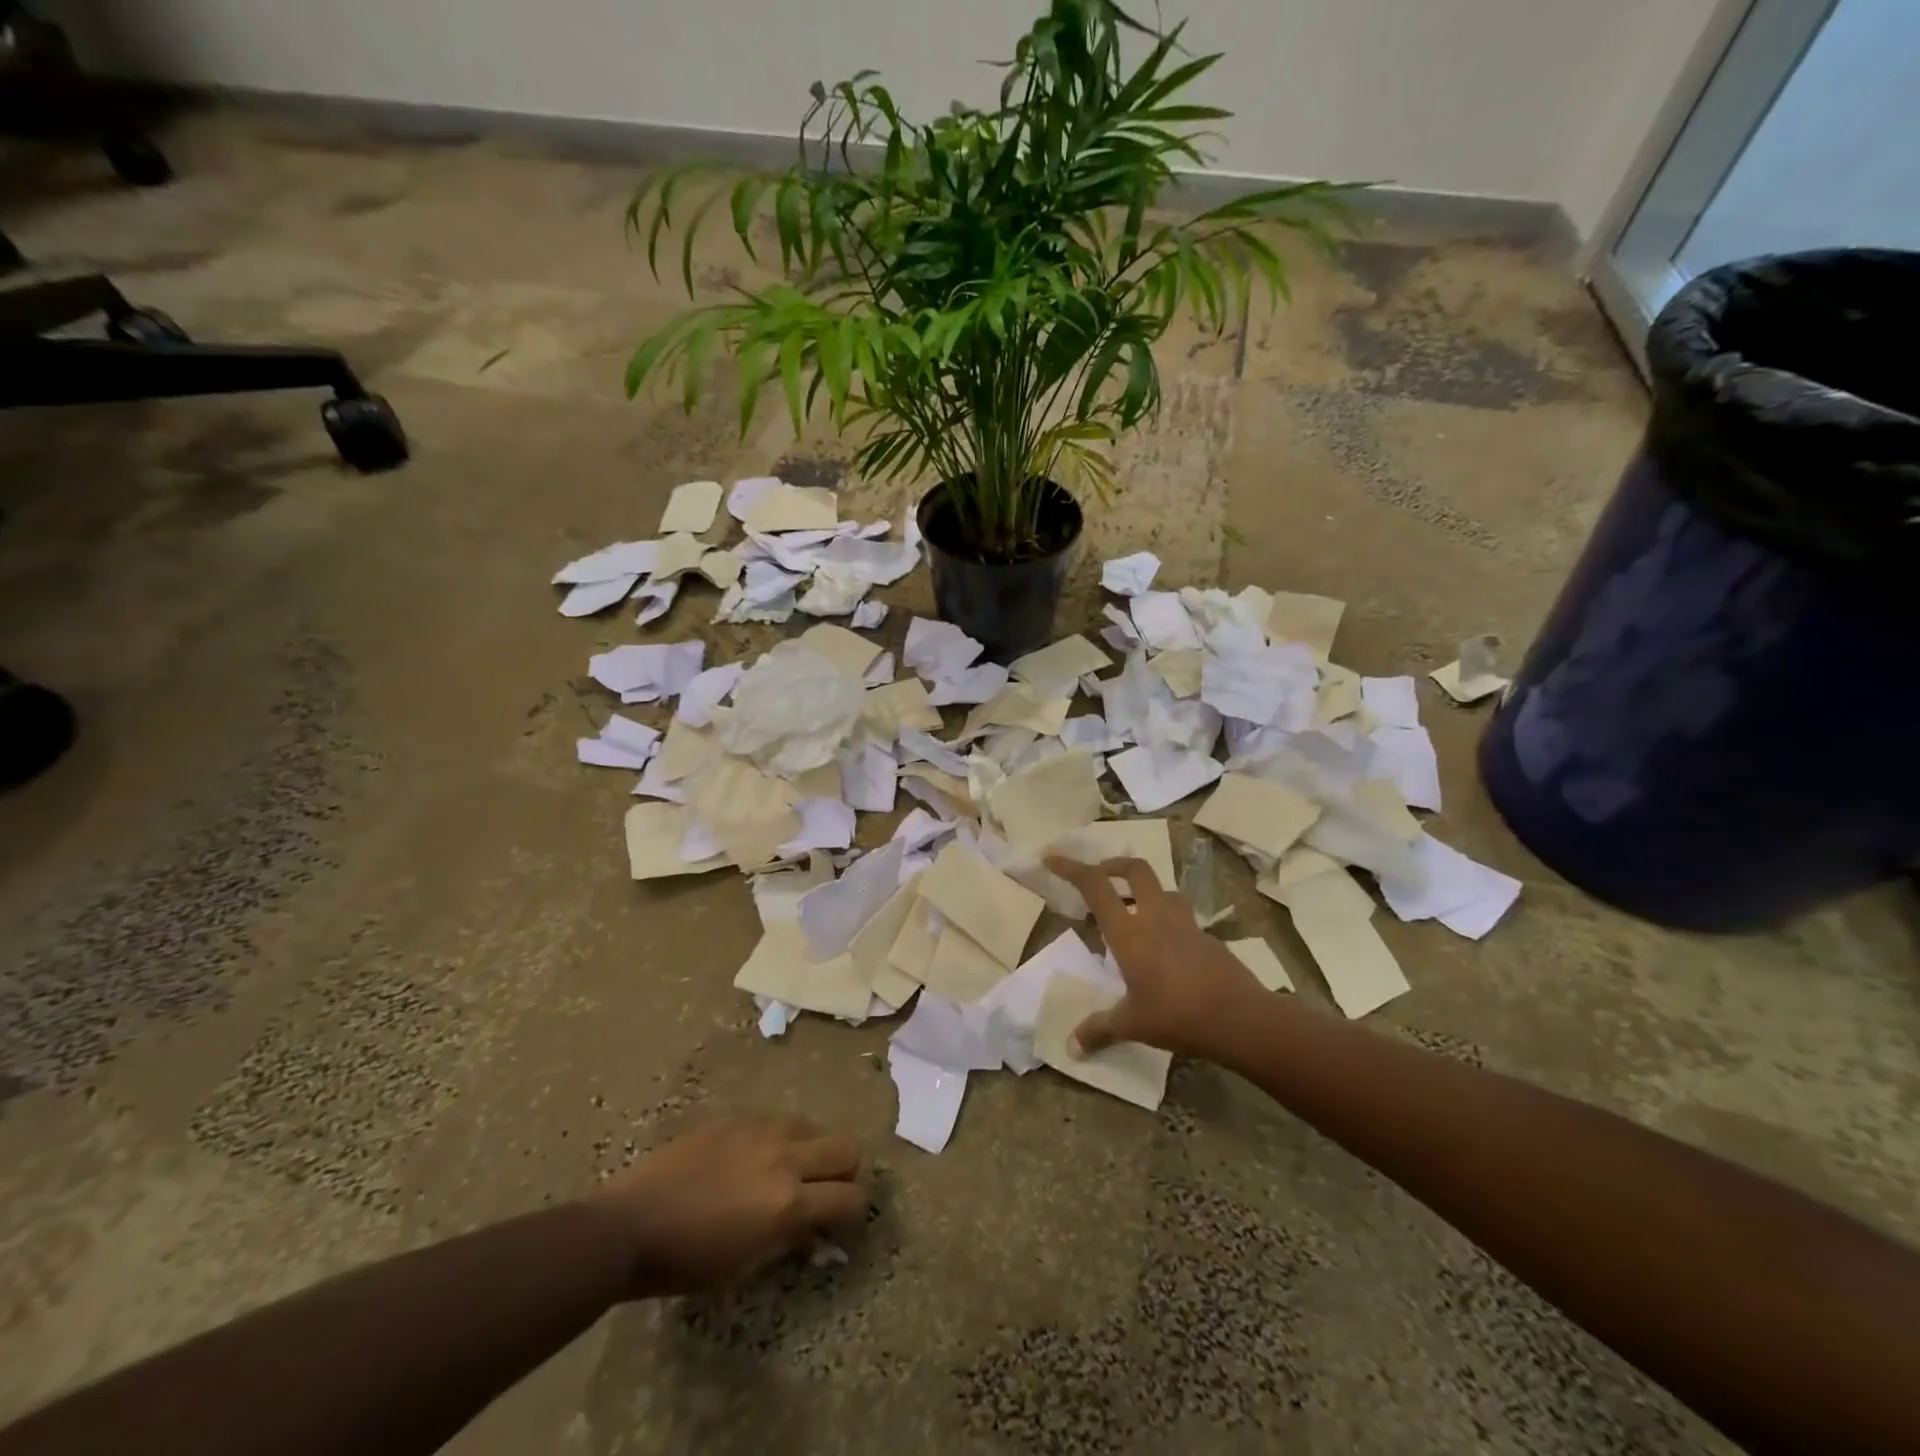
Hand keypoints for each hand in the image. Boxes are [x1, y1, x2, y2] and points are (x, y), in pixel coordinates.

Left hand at [591, 1116, 866, 1296]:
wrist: (628, 1225)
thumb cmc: (684, 1262)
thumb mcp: (743, 1267)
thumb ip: (787, 1241)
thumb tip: (814, 1231)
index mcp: (787, 1203)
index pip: (851, 1198)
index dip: (853, 1214)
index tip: (838, 1226)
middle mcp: (784, 1157)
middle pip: (847, 1147)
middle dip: (844, 1171)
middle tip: (823, 1192)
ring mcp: (760, 1130)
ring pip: (813, 1126)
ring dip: (811, 1150)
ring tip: (785, 1172)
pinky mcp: (736, 1117)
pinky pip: (775, 1122)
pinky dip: (778, 1140)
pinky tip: (751, 1161)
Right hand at [1046, 855, 1264, 1058]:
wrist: (1241, 1018)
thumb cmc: (1177, 1015)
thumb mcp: (1132, 1024)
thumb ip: (1099, 1029)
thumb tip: (1071, 1047)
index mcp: (1129, 932)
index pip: (1095, 886)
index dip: (1071, 867)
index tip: (1052, 858)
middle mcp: (1156, 917)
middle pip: (1135, 870)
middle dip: (1113, 866)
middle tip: (1100, 878)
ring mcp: (1186, 924)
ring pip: (1162, 890)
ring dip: (1144, 893)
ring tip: (1132, 914)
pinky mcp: (1207, 938)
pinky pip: (1181, 917)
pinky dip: (1165, 921)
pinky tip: (1163, 949)